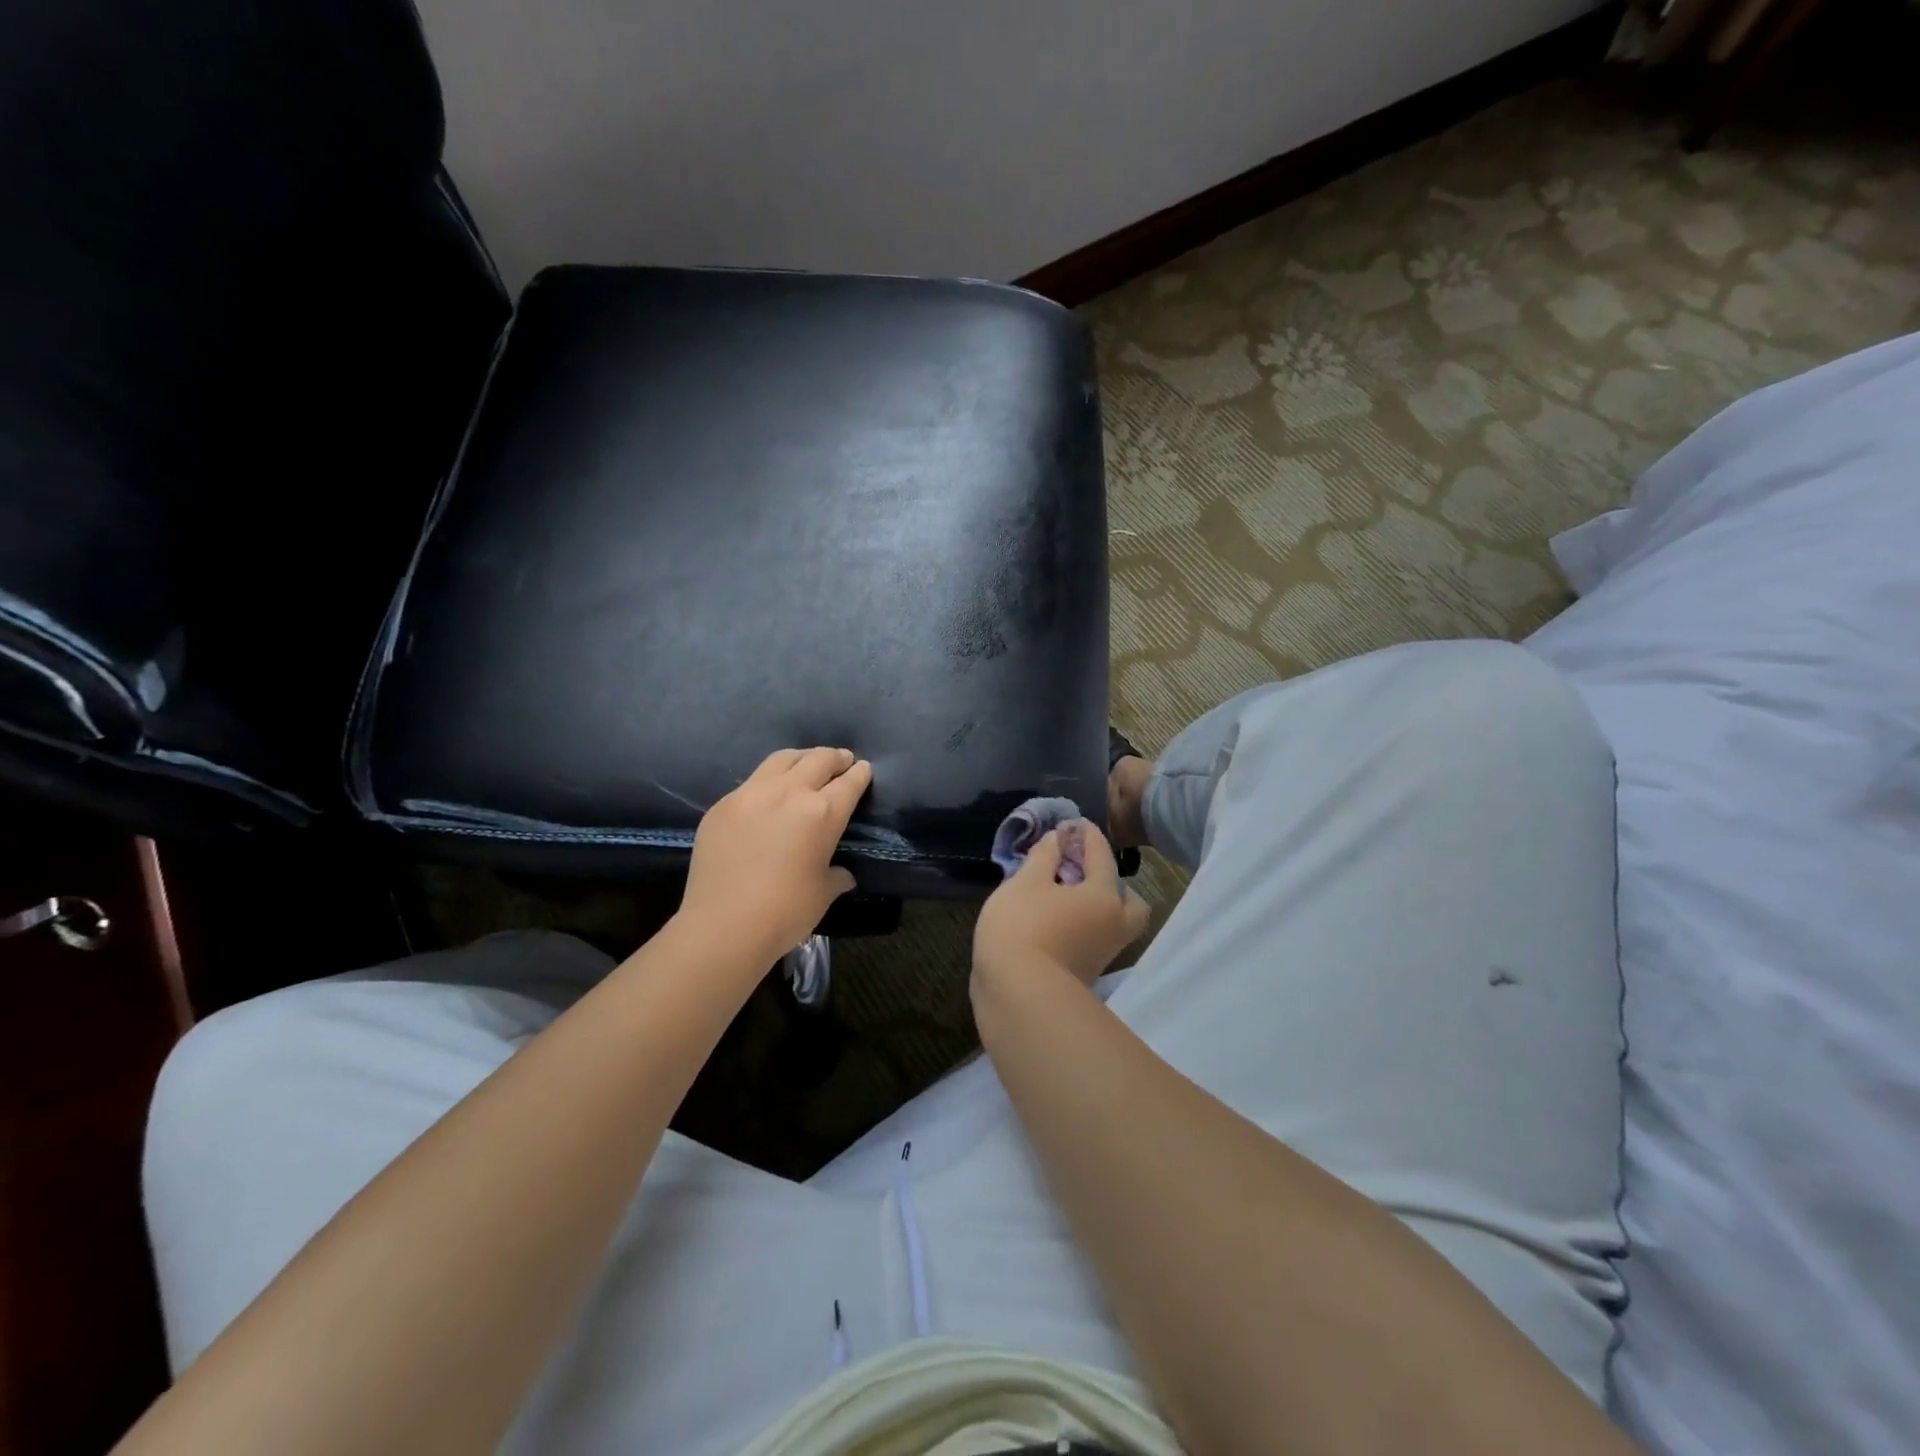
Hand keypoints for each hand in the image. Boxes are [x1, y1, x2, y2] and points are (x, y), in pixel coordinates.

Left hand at [679, 747, 872, 963]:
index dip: (860, 774)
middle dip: (835, 758)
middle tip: (841, 761)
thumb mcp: (823, 893)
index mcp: (822, 813)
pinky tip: (769, 794)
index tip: (864, 769)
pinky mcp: (723, 805)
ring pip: (782, 760)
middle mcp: (789, 793)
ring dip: (801, 758)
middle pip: (818, 760)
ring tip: (807, 764)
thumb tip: (842, 873)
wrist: (723, 926)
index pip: (849, 783)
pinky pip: (752, 782)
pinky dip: (769, 781)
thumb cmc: (785, 912)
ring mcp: (752, 794)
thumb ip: (837, 875)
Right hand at [973, 819, 1150, 990]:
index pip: (1101, 855)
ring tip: (1064, 895)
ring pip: (1112, 923)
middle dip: (1112, 883)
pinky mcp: (1086, 975)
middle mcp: (1113, 925)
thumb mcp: (1025, 882)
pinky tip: (1055, 919)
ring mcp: (1102, 955)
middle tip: (1083, 873)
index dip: (1087, 835)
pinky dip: (1082, 925)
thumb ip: (1043, 856)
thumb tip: (1058, 839)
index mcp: (1104, 896)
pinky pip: (1093, 939)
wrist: (1017, 996)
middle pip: (1129, 901)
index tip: (1076, 823)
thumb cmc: (1022, 928)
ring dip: (1096, 907)